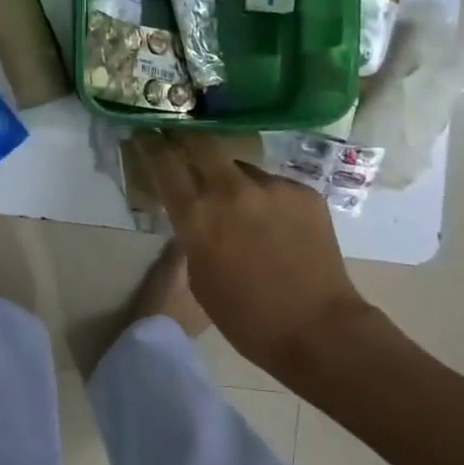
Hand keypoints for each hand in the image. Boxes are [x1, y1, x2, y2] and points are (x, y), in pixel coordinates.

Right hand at [137, 133, 380, 376]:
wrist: (318, 330)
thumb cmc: (246, 318)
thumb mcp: (199, 276)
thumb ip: (193, 233)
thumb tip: (197, 211)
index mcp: (197, 215)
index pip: (164, 162)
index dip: (150, 144)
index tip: (145, 134)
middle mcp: (231, 190)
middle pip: (201, 143)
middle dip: (187, 138)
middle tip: (183, 142)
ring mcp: (271, 186)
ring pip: (241, 166)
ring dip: (232, 178)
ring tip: (242, 204)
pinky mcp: (303, 191)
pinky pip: (274, 185)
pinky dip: (267, 199)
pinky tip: (276, 225)